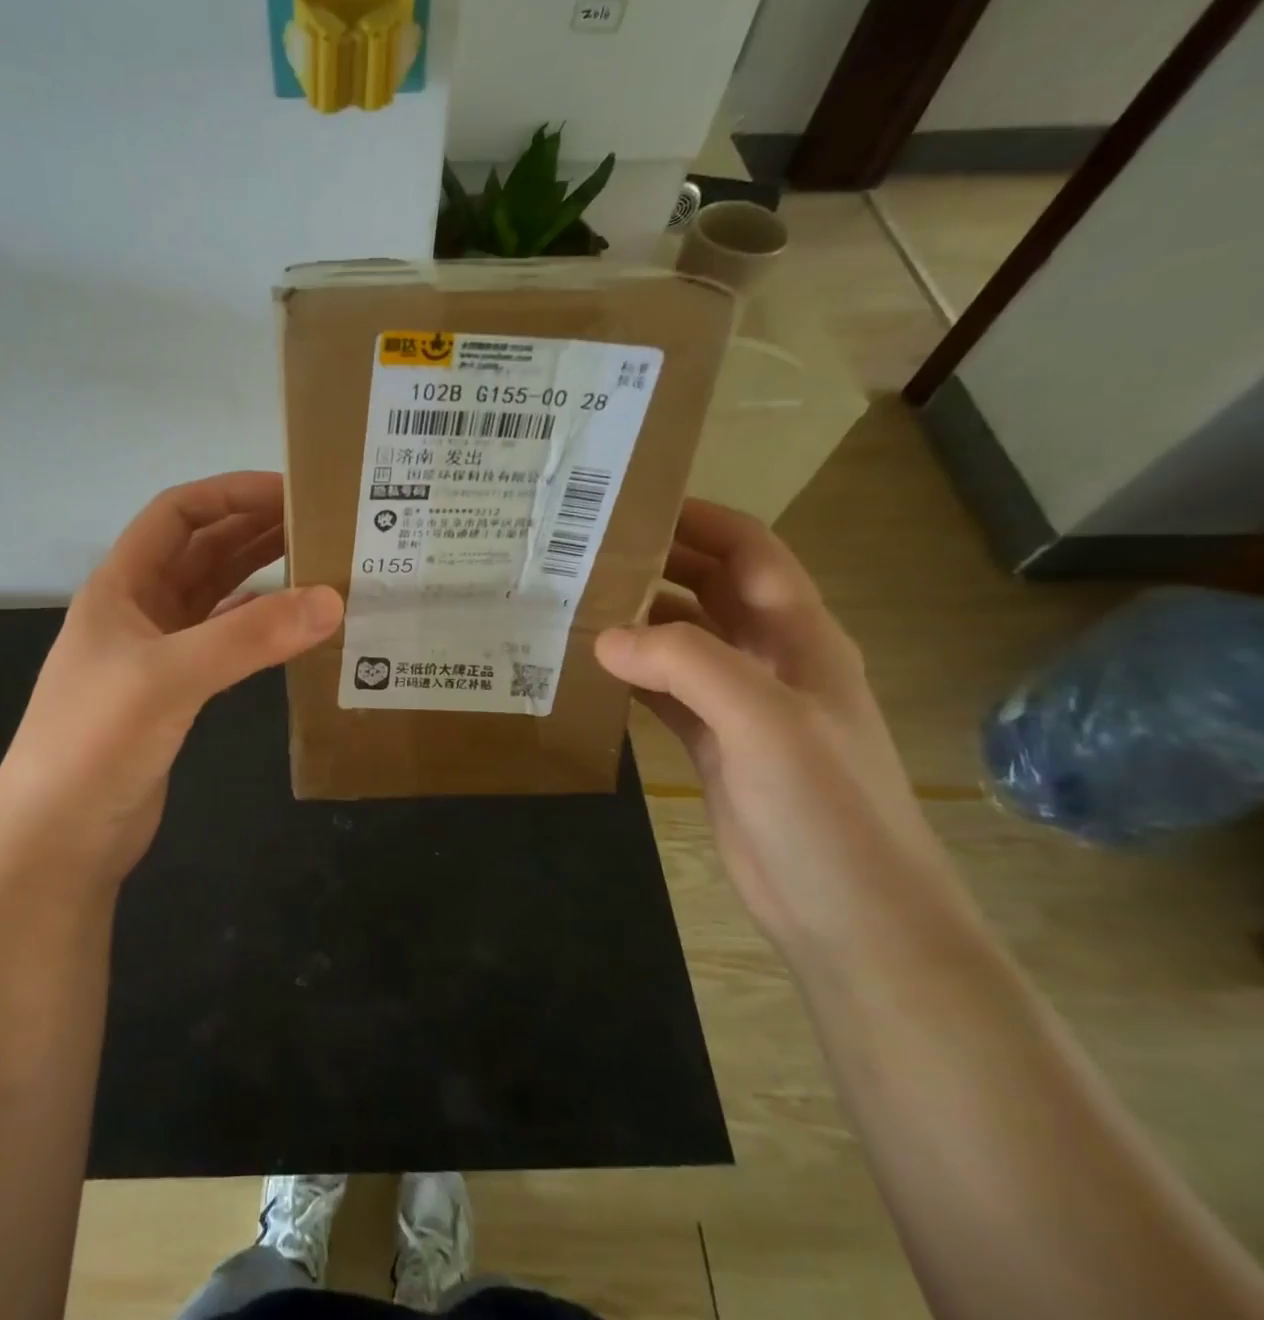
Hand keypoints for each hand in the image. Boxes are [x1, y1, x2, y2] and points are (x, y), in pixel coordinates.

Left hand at [0, 472, 342, 880]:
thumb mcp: (170, 677)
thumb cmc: (95, 741)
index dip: (230, 493)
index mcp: (121, 585)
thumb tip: (332, 600)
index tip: (291, 490)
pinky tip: (291, 624)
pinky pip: (222, 641)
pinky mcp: (173, 693)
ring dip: (260, 574)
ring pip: (215, 595)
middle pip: (201, 550)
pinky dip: (256, 626)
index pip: (177, 513)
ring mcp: (155, 653)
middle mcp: (138, 609)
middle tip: (321, 523)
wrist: (57, 838)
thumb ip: (250, 637)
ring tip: (318, 562)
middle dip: (255, 529)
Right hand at [596, 500, 973, 961]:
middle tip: (581, 552)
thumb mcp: (765, 722)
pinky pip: (664, 692)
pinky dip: (629, 676)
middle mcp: (770, 659)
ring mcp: (741, 705)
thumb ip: (687, 664)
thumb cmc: (826, 809)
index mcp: (800, 636)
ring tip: (570, 604)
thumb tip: (605, 636)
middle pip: (709, 589)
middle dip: (655, 564)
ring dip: (635, 620)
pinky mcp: (713, 745)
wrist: (854, 919)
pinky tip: (587, 670)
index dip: (700, 520)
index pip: (750, 552)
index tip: (631, 505)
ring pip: (681, 641)